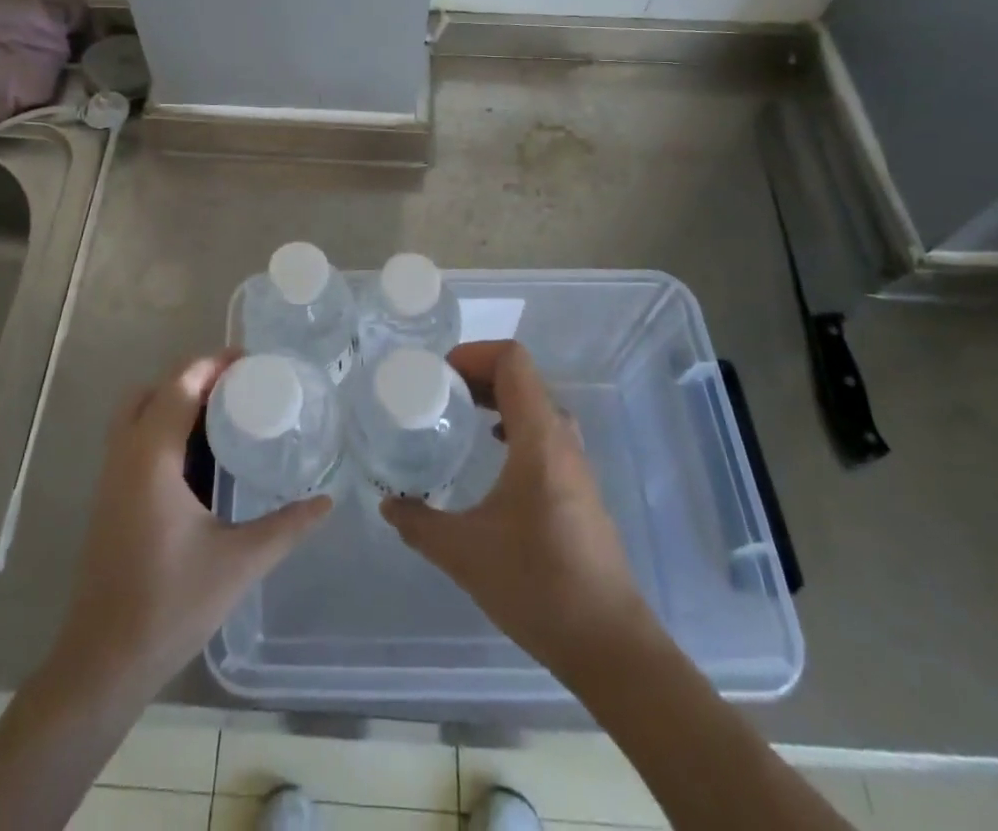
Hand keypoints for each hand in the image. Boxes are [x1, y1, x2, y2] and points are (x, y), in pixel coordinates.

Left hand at [51, 353, 331, 697]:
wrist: (104, 662)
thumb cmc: (170, 604)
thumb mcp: (239, 562)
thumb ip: (286, 526)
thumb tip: (327, 501)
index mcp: (152, 456)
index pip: (180, 384)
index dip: (213, 364)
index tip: (250, 362)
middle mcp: (126, 455)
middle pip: (154, 390)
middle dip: (193, 378)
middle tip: (237, 387)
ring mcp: (112, 477)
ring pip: (139, 414)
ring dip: (176, 402)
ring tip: (224, 413)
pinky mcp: (110, 498)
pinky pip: (135, 440)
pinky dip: (164, 428)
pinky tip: (201, 457)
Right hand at [381, 340, 663, 682]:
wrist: (609, 643)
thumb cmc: (537, 585)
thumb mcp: (464, 553)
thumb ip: (419, 523)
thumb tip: (388, 503)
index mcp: (539, 437)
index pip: (512, 361)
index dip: (473, 354)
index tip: (438, 375)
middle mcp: (562, 439)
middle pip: (523, 377)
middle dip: (479, 373)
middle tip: (440, 392)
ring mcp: (576, 463)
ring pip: (536, 404)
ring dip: (498, 398)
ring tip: (461, 415)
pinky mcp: (579, 486)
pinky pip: (544, 431)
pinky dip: (514, 423)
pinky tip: (492, 453)